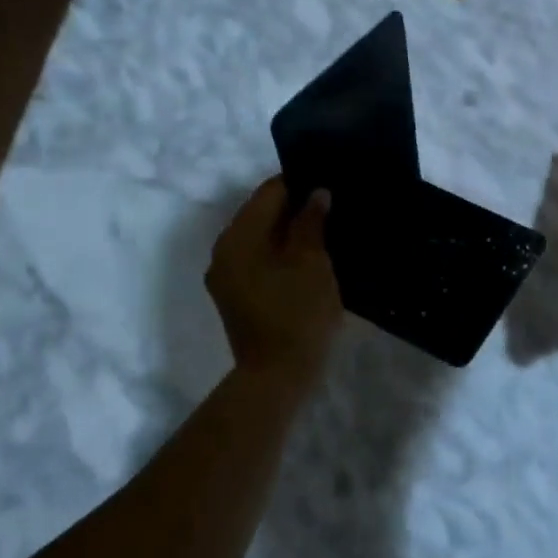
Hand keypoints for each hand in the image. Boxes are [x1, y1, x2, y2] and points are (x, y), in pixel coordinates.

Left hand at [205, 178, 342, 395]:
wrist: (278, 375)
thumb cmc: (298, 312)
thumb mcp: (312, 261)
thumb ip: (312, 221)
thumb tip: (316, 193)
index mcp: (238, 236)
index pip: (269, 192)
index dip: (300, 182)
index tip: (329, 182)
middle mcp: (224, 250)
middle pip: (261, 212)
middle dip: (295, 206)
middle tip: (332, 204)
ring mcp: (227, 275)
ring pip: (261, 236)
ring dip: (290, 230)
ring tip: (326, 229)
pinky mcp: (237, 295)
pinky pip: (259, 258)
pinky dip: (281, 252)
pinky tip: (309, 257)